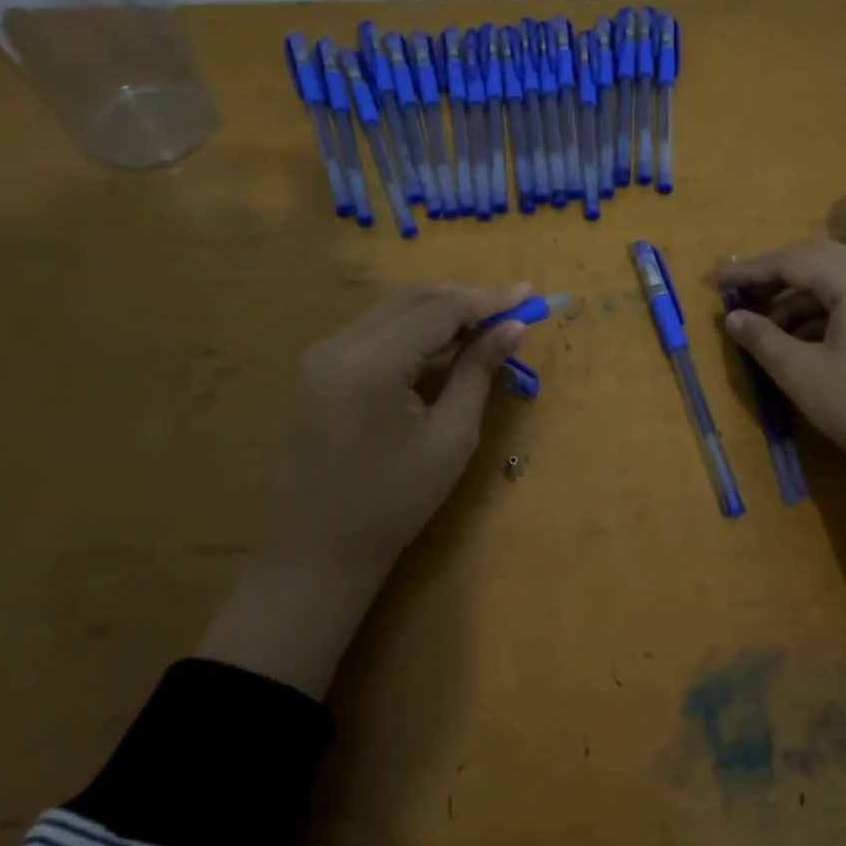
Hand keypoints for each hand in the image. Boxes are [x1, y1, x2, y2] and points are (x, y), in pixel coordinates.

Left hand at [196, 282, 529, 695]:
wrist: (319, 550)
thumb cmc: (394, 503)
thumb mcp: (450, 437)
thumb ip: (478, 371)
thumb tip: (513, 327)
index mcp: (370, 365)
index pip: (437, 310)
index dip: (487, 299)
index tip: (528, 294)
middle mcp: (338, 346)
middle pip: (412, 299)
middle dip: (465, 297)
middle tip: (511, 307)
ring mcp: (321, 355)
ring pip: (392, 310)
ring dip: (440, 310)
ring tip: (486, 322)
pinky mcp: (318, 368)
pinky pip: (375, 331)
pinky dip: (414, 328)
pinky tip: (444, 342)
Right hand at [716, 241, 845, 482]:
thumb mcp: (801, 373)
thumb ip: (762, 339)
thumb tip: (733, 318)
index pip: (795, 260)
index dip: (753, 269)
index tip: (719, 281)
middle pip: (820, 261)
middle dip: (777, 276)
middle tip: (742, 295)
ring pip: (840, 283)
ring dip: (800, 298)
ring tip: (766, 328)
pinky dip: (825, 313)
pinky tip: (803, 341)